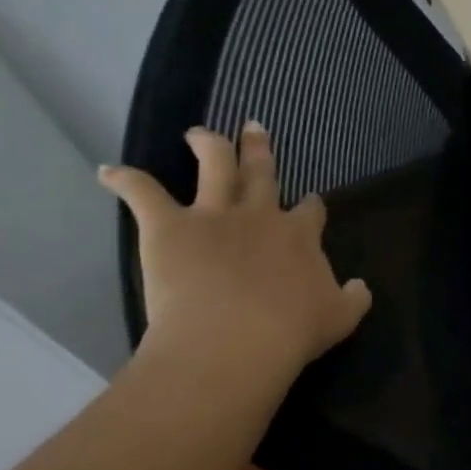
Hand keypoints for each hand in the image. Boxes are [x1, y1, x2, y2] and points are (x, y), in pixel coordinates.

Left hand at [100, 123, 371, 383]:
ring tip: (198, 133)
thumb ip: (354, 298)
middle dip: (258, 150)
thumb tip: (362, 285)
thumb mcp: (339, 319)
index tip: (310, 202)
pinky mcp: (169, 227)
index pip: (309, 211)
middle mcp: (259, 215)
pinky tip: (108, 171)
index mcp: (299, 236)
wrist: (236, 341)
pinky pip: (143, 194)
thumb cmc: (291, 332)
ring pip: (213, 166)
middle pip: (261, 173)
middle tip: (253, 128)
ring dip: (206, 144)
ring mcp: (213, 216)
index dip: (309, 206)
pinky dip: (124, 181)